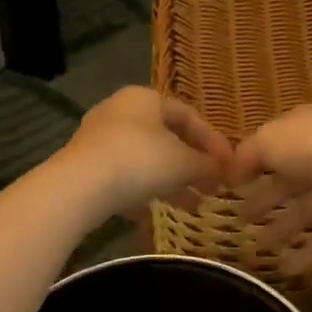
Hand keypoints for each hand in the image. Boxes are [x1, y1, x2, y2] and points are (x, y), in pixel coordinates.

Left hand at [60, 87, 232, 219]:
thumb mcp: (184, 163)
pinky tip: (155, 213)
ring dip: (172, 181)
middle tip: (213, 186)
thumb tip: (223, 169)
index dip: (213, 141)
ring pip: (145, 159)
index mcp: (145, 98)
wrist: (80, 187)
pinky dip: (143, 191)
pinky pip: (123, 177)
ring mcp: (99, 139)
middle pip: (166, 137)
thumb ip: (207, 164)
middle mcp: (120, 111)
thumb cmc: (140, 161)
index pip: (188, 115)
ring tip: (193, 205)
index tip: (230, 165)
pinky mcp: (86, 166)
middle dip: (192, 164)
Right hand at [227, 106, 311, 273]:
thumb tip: (230, 171)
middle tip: (241, 220)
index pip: (274, 146)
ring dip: (282, 230)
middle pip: (289, 182)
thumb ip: (247, 155)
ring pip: (306, 211)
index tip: (231, 186)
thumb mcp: (269, 140)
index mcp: (303, 129)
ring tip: (259, 250)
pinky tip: (285, 270)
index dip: (252, 165)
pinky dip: (307, 253)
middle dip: (265, 200)